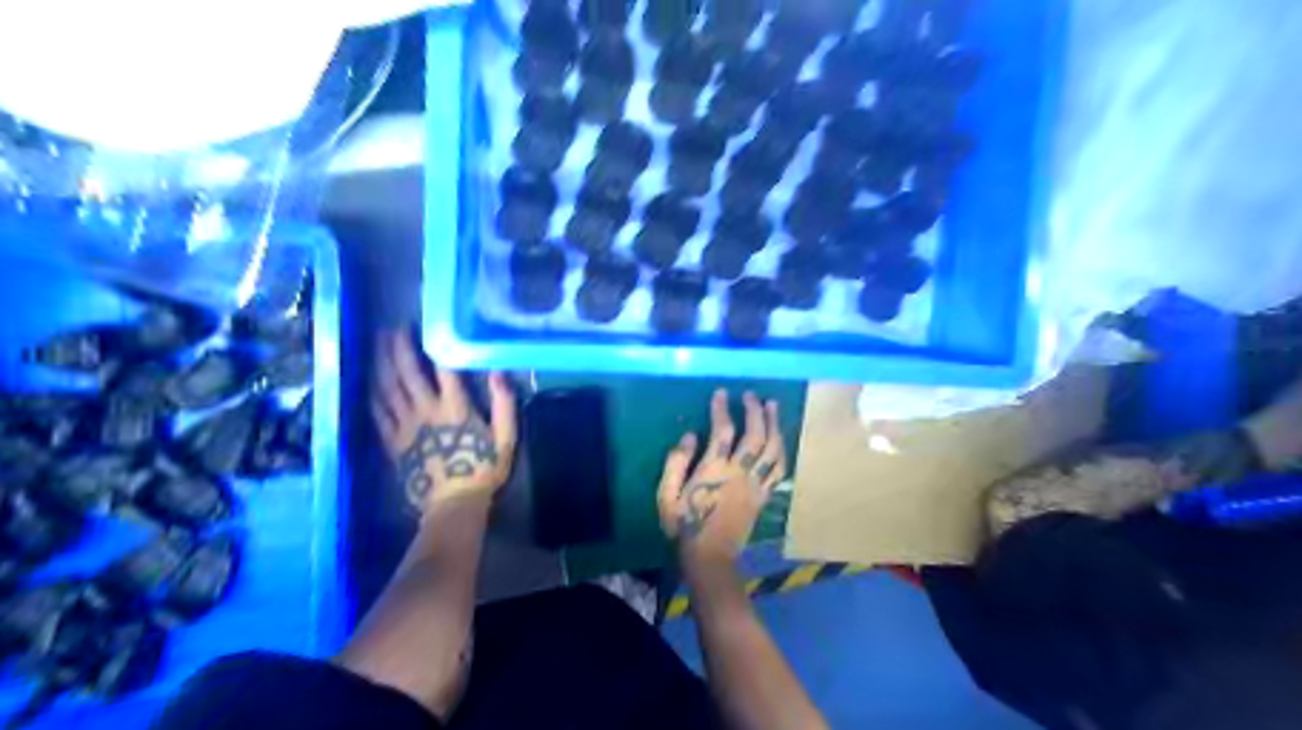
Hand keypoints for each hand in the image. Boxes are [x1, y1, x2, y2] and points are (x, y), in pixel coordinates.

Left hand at [367, 329, 515, 511]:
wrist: (453, 504)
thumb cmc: (483, 469)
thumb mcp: (505, 438)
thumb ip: (504, 405)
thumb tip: (498, 372)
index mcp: (455, 408)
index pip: (444, 369)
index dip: (435, 345)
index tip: (427, 327)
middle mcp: (426, 411)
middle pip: (408, 373)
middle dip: (399, 349)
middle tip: (394, 329)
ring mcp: (405, 426)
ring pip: (388, 389)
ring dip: (382, 365)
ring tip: (378, 346)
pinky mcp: (393, 442)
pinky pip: (378, 414)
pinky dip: (373, 395)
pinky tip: (370, 383)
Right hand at [656, 389, 787, 563]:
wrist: (709, 555)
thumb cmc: (684, 524)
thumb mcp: (667, 495)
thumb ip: (676, 463)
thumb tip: (689, 435)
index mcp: (714, 470)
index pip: (722, 431)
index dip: (722, 409)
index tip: (722, 392)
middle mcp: (739, 473)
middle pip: (754, 436)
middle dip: (755, 411)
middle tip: (752, 395)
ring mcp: (755, 485)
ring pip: (772, 450)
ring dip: (775, 426)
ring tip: (773, 406)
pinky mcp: (763, 496)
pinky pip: (779, 471)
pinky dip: (782, 452)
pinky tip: (781, 439)